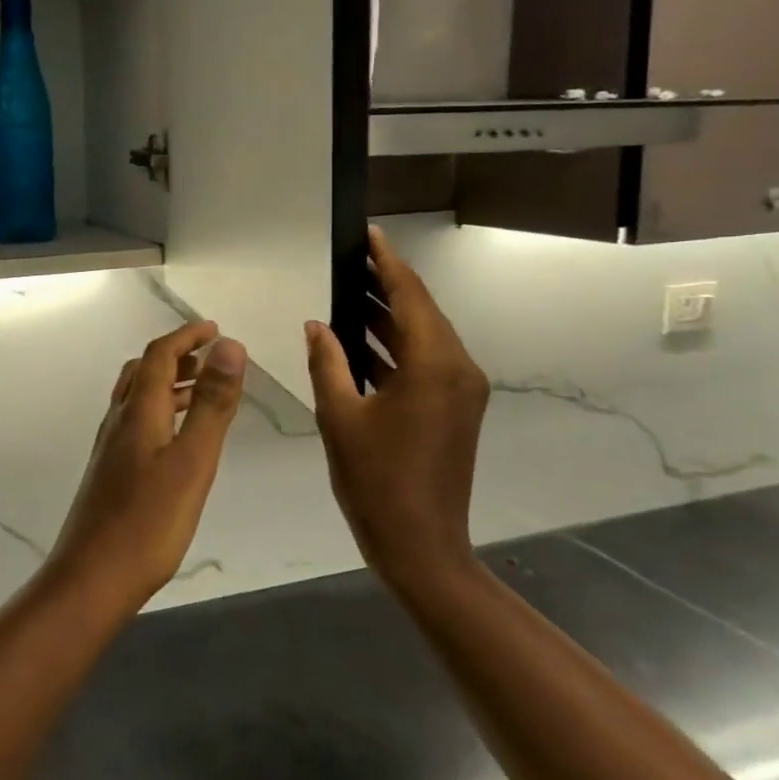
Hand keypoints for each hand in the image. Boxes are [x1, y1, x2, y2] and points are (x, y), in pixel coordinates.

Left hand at [44, 322, 246, 616]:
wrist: (92, 577)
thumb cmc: (149, 521)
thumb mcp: (192, 460)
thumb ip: (212, 404)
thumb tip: (229, 346)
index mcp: (138, 411)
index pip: (159, 355)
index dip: (186, 337)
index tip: (214, 329)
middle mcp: (118, 420)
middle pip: (143, 371)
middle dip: (176, 356)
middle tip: (210, 357)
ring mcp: (110, 447)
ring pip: (138, 398)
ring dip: (168, 384)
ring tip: (202, 392)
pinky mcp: (110, 471)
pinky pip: (137, 422)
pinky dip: (160, 411)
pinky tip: (177, 440)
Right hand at [305, 226, 488, 593]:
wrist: (421, 545)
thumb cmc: (375, 479)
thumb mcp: (339, 416)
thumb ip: (327, 362)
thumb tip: (318, 324)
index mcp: (434, 364)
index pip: (410, 296)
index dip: (387, 262)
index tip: (369, 234)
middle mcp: (458, 369)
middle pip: (420, 312)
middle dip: (386, 285)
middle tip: (351, 260)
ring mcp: (461, 391)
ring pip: (423, 337)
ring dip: (388, 317)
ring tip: (349, 292)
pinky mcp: (455, 409)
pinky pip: (425, 362)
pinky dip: (394, 348)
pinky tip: (360, 342)